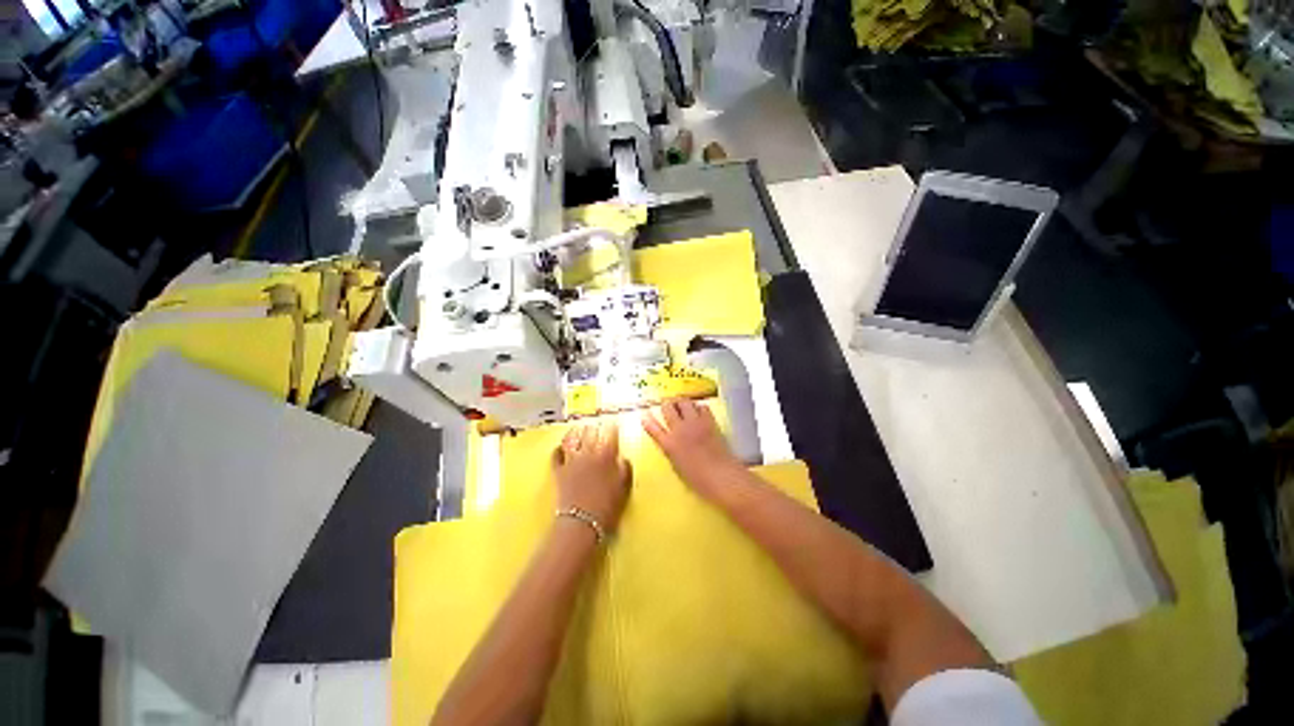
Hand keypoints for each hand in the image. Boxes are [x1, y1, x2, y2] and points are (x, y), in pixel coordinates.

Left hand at [552, 420, 630, 532]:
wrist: (582, 523)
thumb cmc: (607, 506)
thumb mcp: (624, 487)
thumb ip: (624, 468)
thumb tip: (621, 458)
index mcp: (606, 455)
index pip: (610, 433)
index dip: (612, 427)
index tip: (614, 425)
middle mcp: (588, 453)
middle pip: (589, 432)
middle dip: (594, 427)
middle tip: (596, 426)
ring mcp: (571, 461)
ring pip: (571, 439)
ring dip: (575, 433)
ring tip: (578, 429)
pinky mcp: (558, 471)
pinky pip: (556, 455)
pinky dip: (558, 449)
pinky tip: (560, 447)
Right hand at [643, 399, 743, 500]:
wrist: (720, 475)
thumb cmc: (697, 479)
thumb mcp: (677, 466)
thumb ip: (671, 451)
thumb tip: (669, 441)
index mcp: (668, 444)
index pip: (653, 428)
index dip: (648, 419)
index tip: (644, 414)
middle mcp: (679, 429)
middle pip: (668, 408)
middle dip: (666, 404)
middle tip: (667, 404)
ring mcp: (694, 423)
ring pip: (684, 402)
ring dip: (681, 401)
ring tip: (681, 403)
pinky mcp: (709, 421)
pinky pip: (701, 406)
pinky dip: (698, 406)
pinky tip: (698, 410)